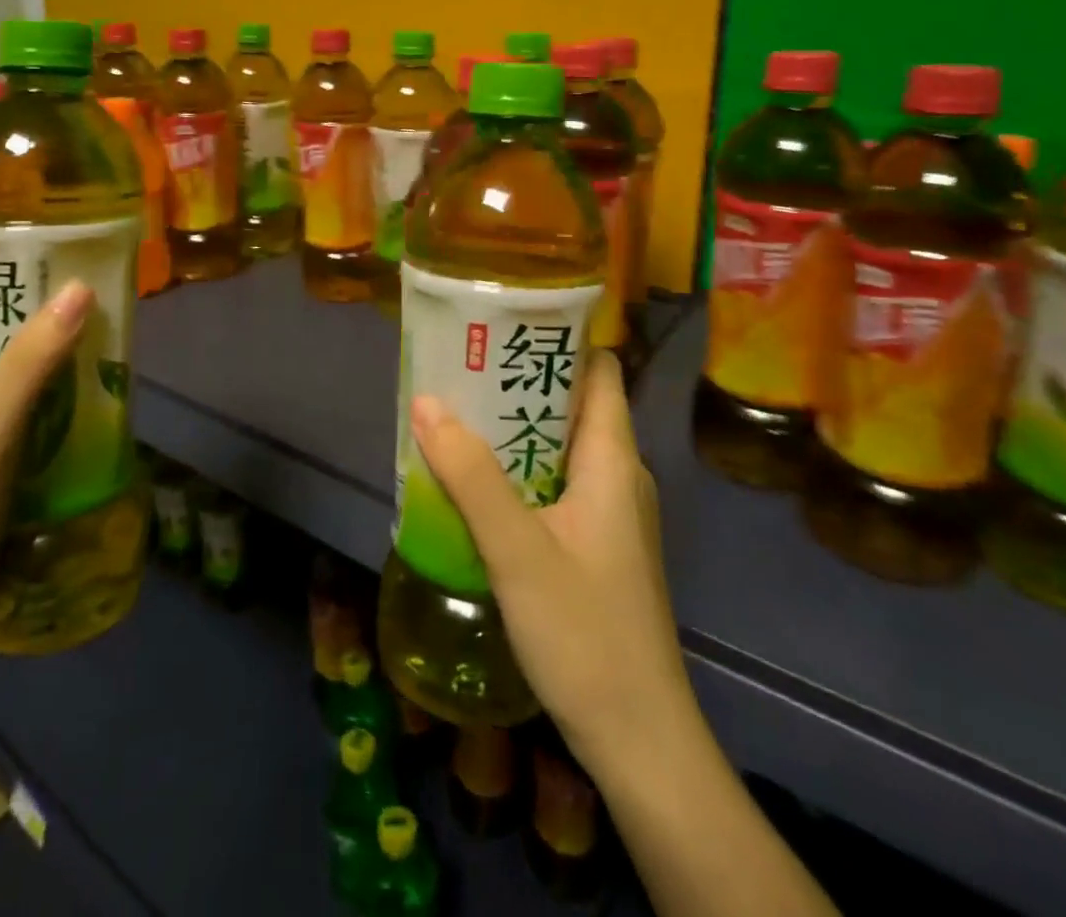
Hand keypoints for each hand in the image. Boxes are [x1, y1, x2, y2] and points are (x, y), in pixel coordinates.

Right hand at [409, 354, 689, 774]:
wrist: (639, 741)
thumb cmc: (586, 634)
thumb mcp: (518, 549)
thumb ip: (470, 475)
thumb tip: (426, 401)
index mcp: (613, 460)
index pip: (600, 372)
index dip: (561, 341)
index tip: (505, 324)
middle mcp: (619, 477)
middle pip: (574, 406)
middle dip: (520, 384)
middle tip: (463, 367)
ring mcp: (612, 515)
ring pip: (562, 448)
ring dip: (515, 430)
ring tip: (459, 415)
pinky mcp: (599, 548)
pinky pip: (558, 485)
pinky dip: (521, 471)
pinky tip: (478, 483)